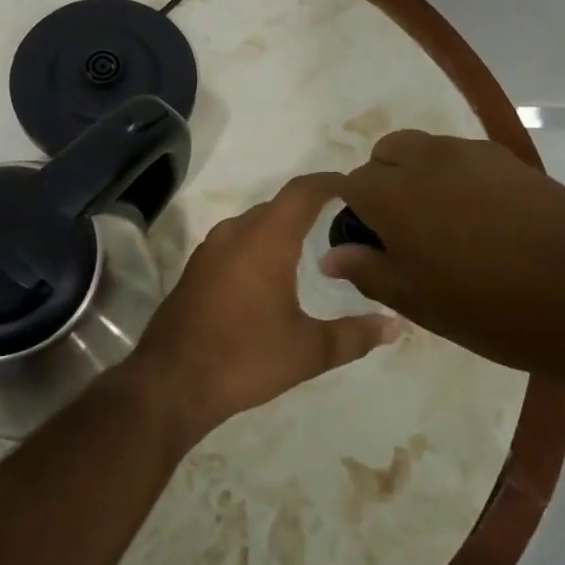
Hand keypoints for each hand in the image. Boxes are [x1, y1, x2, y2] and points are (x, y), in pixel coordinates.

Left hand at [128, 173, 399, 443]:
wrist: (169, 383)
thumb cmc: (244, 358)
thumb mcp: (307, 351)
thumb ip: (355, 335)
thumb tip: (395, 326)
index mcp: (265, 239)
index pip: (303, 191)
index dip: (331, 182)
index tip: (358, 186)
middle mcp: (236, 232)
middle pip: (280, 205)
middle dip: (312, 208)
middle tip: (346, 224)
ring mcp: (210, 249)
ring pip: (256, 223)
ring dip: (284, 228)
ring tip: (315, 248)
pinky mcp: (196, 269)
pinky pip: (237, 242)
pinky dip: (261, 245)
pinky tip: (274, 275)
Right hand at [320, 130, 564, 379]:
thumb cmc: (492, 311)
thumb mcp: (420, 303)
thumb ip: (369, 271)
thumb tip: (331, 255)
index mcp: (396, 195)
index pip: (352, 183)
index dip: (355, 211)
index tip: (372, 241)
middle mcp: (429, 160)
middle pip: (387, 151)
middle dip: (384, 179)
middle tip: (406, 228)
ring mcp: (474, 154)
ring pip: (427, 149)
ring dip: (421, 174)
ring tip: (447, 222)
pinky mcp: (511, 159)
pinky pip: (466, 156)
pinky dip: (458, 175)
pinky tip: (485, 217)